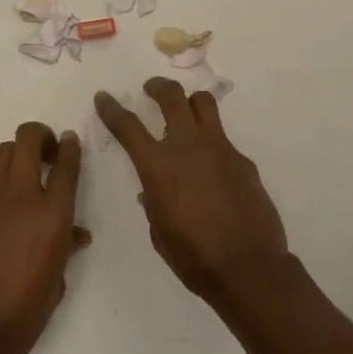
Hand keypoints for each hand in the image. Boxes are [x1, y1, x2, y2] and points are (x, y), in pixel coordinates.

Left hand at [0, 122, 89, 353]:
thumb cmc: (24, 314)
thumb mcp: (57, 283)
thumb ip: (65, 250)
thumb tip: (74, 236)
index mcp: (52, 216)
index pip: (66, 164)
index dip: (70, 146)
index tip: (71, 142)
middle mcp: (22, 198)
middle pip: (26, 139)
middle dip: (40, 135)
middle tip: (50, 152)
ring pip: (4, 153)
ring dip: (20, 153)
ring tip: (32, 173)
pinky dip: (7, 184)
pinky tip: (14, 211)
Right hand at [95, 79, 289, 303]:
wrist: (248, 267)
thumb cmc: (194, 257)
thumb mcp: (159, 230)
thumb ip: (153, 201)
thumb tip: (153, 189)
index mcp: (159, 166)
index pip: (128, 126)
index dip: (112, 109)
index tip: (104, 97)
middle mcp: (188, 147)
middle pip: (172, 96)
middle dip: (157, 87)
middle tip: (151, 89)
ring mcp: (220, 149)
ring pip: (204, 104)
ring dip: (190, 102)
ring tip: (185, 112)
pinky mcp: (243, 160)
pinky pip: (223, 140)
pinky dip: (211, 145)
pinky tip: (212, 171)